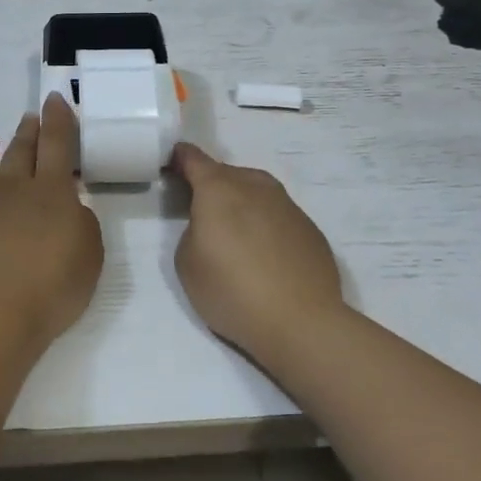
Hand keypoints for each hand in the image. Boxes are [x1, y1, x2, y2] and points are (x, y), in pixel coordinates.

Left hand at [0, 93, 103, 354]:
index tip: (54, 99)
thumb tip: (69, 206)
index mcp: (51, 191)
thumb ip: (82, 222)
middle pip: (22, 149)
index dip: (58, 119)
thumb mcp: (90, 254)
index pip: (57, 143)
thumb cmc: (52, 288)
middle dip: (29, 130)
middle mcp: (13, 187)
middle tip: (31, 116)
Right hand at [171, 142, 345, 368]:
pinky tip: (265, 255)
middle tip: (202, 213)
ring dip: (241, 203)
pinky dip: (266, 224)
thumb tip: (211, 224)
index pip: (193, 159)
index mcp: (218, 189)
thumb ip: (192, 230)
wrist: (301, 322)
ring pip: (256, 191)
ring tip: (235, 235)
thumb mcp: (187, 263)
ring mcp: (287, 205)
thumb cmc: (232, 291)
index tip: (171, 166)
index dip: (179, 159)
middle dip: (211, 186)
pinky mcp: (309, 227)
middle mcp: (255, 186)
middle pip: (227, 173)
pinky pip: (278, 215)